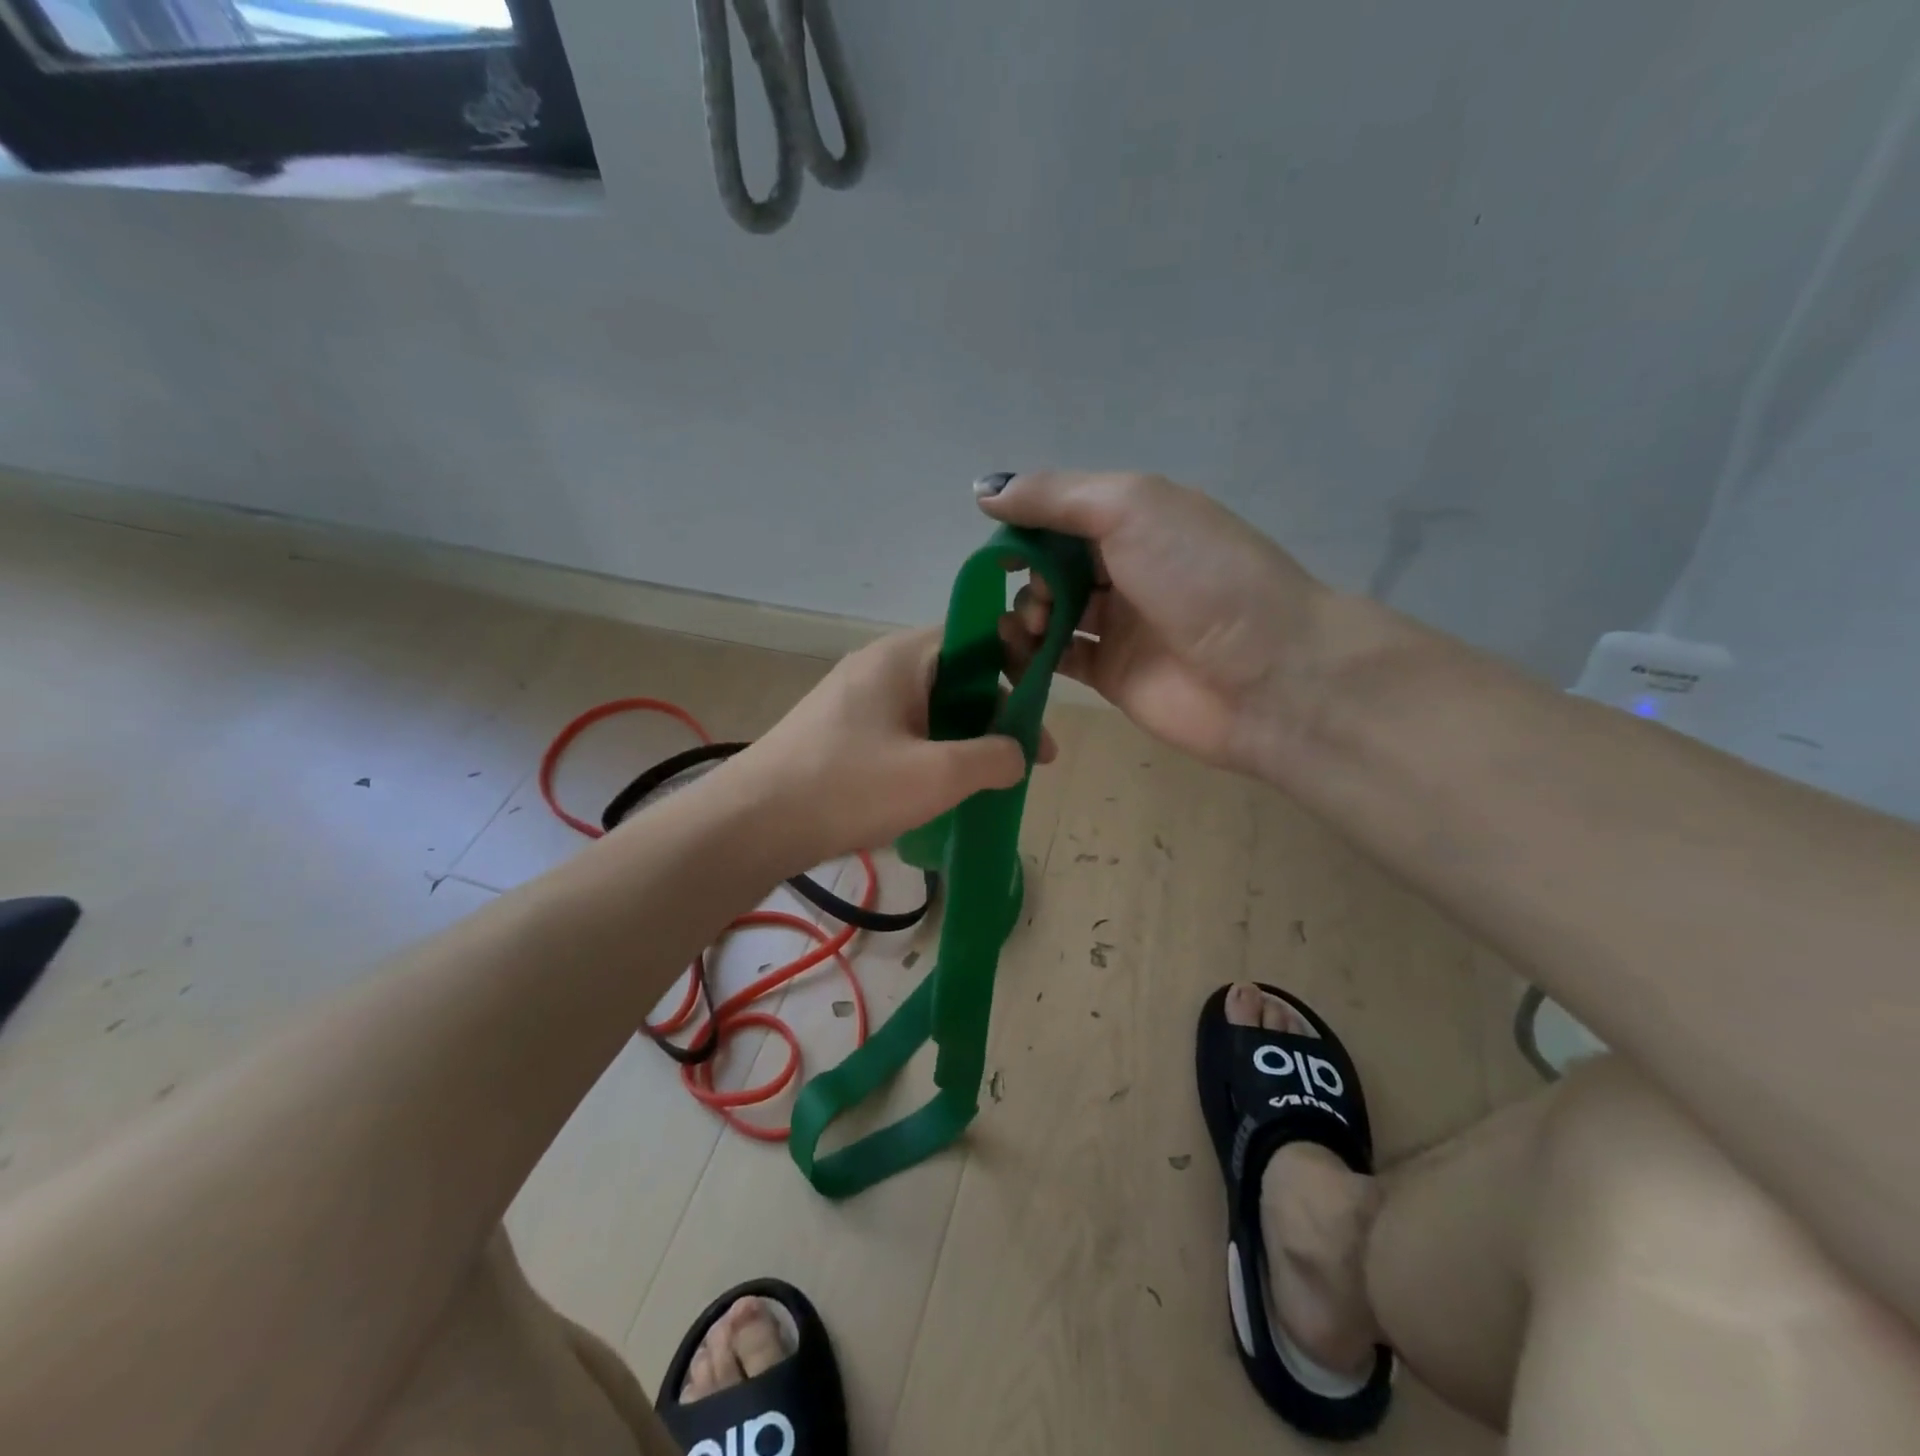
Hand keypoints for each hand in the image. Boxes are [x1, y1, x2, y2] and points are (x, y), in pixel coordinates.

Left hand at [727, 627, 1055, 871]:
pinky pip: (902, 731)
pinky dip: (931, 752)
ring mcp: (854, 700)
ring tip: (988, 781)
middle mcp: (878, 668)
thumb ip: (994, 758)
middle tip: (1023, 760)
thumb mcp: (937, 775)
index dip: (1017, 666)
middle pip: (956, 675)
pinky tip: (939, 790)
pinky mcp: (840, 733)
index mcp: (902, 657)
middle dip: (995, 714)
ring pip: (930, 708)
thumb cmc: (848, 788)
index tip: (1038, 712)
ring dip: (964, 739)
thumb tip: (1018, 753)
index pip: (977, 637)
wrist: (751, 824)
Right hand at [979, 471, 1325, 778]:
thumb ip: (1055, 497)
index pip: (1064, 514)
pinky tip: (1017, 651)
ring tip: (1031, 626)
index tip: (997, 545)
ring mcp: (1120, 624)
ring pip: (1051, 612)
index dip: (1026, 525)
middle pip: (1053, 565)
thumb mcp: (1131, 508)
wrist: (1268, 675)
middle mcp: (1127, 568)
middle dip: (1028, 575)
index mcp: (1138, 519)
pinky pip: (1057, 658)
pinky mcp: (1111, 674)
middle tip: (1040, 597)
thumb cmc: (1201, 576)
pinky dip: (1029, 654)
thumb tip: (985, 489)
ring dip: (1026, 613)